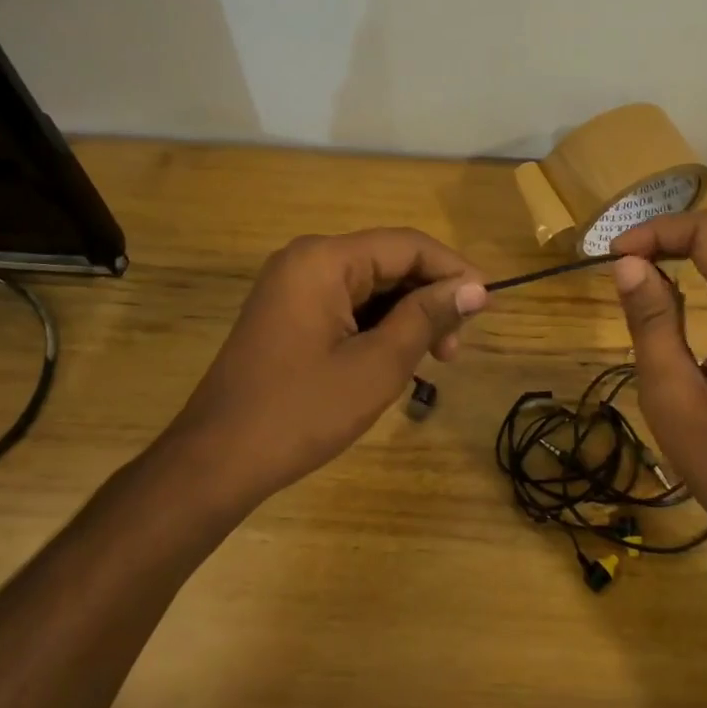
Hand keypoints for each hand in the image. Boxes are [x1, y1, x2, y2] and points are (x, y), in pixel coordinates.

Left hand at [160, 228, 486, 511]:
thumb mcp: (378, 365)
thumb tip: (476, 288)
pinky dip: (379, 327)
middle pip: (389, 262)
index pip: (408, 246)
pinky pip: (347, 305)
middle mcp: (306, 259)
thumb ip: (428, 316)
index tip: (489, 307)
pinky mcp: (288, 313)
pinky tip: (396, 359)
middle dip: (430, 299)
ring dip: (407, 316)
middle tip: (454, 350)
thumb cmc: (302, 411)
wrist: (217, 461)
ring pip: (371, 286)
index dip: (455, 271)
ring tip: (432, 361)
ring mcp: (293, 286)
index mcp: (325, 260)